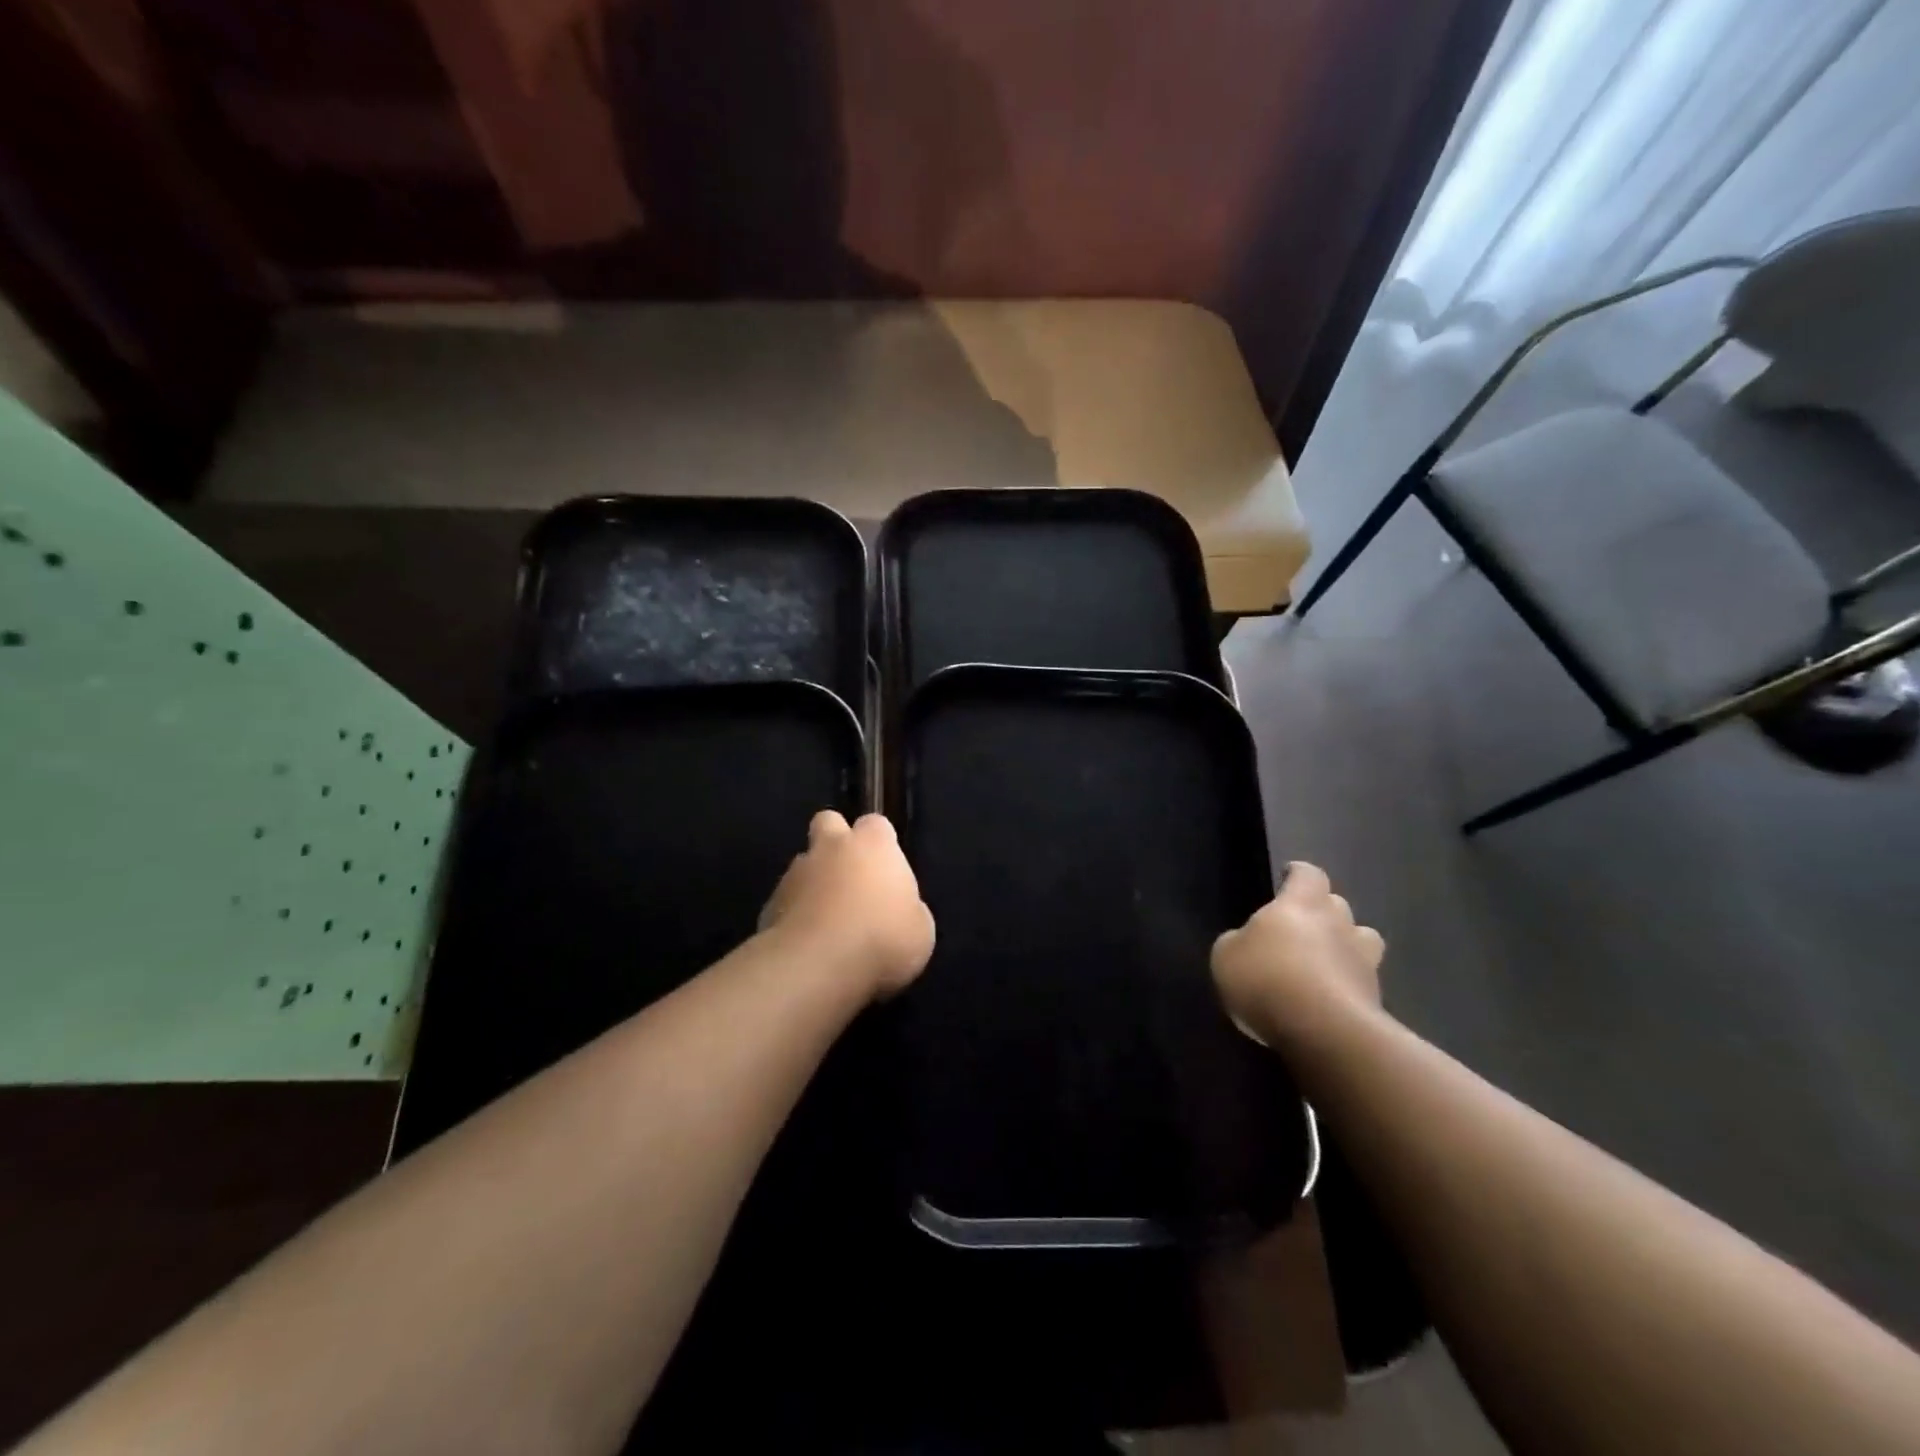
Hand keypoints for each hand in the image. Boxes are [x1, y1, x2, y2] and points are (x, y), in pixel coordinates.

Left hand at [759, 811, 935, 999]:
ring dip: (814, 883)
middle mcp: (831, 848)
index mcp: (873, 845)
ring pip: (803, 864)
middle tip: (850, 877)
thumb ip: (908, 908)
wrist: (817, 967)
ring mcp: (795, 873)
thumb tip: (897, 910)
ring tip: (826, 922)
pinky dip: (794, 916)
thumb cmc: (883, 940)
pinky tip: (806, 945)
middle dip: (836, 842)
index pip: (876, 824)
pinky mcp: (768, 905)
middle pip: (828, 823)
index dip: (880, 843)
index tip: (886, 870)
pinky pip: (785, 901)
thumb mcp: (920, 930)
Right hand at [1211, 862, 1384, 1048]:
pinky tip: (1329, 1001)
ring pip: (1361, 940)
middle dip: (1321, 912)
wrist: (1323, 1032)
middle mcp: (1338, 923)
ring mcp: (1363, 960)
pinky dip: (1348, 985)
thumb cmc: (1266, 979)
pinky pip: (1361, 981)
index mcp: (1302, 904)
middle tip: (1299, 929)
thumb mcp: (1226, 955)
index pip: (1308, 874)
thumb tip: (1249, 942)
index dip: (1298, 875)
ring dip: (1345, 946)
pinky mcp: (1376, 998)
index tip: (1286, 879)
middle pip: (1336, 904)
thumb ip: (1239, 940)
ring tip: (1324, 963)